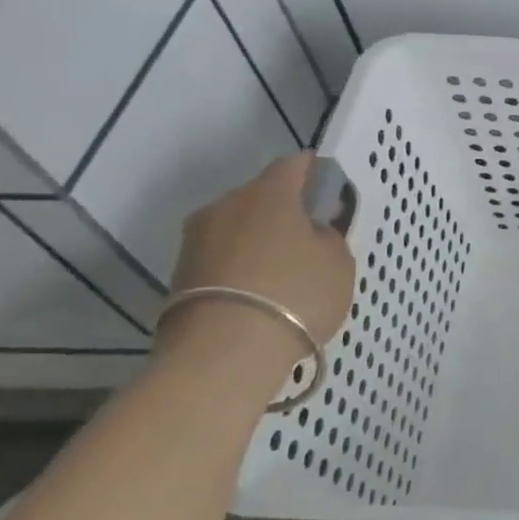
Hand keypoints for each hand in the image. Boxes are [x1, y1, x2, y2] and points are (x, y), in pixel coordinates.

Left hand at [157, 154, 356, 369]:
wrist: (223, 354)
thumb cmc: (296, 294)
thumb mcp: (338, 262)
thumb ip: (329, 236)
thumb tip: (313, 229)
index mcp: (268, 192)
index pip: (294, 165)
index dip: (315, 174)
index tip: (331, 193)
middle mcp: (225, 205)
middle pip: (261, 197)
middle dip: (285, 211)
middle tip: (311, 239)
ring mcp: (196, 240)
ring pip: (239, 228)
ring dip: (260, 241)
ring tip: (285, 273)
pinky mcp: (179, 275)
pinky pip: (222, 258)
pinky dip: (242, 268)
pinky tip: (261, 294)